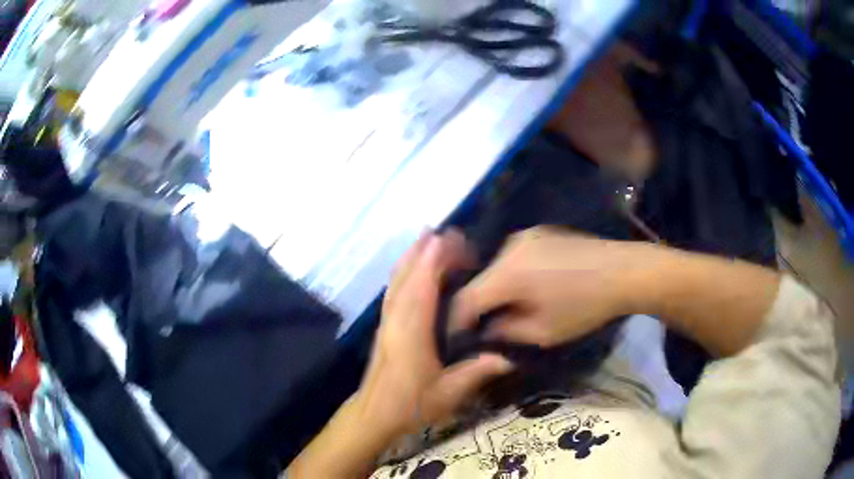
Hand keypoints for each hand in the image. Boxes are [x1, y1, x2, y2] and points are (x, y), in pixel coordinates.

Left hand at [357, 230, 513, 436]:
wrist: (374, 414)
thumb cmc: (410, 405)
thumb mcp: (448, 394)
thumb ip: (476, 373)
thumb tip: (508, 358)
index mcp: (411, 333)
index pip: (421, 289)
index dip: (431, 261)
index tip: (443, 238)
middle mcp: (395, 320)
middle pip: (407, 278)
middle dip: (422, 252)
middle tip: (443, 232)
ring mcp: (387, 322)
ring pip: (397, 282)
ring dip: (411, 258)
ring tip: (427, 239)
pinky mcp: (384, 327)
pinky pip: (394, 291)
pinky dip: (403, 273)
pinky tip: (412, 268)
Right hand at [451, 227, 652, 347]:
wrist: (625, 271)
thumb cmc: (585, 306)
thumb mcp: (543, 332)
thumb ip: (504, 333)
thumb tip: (485, 330)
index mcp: (506, 273)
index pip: (465, 300)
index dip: (456, 322)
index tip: (456, 340)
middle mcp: (508, 247)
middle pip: (478, 281)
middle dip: (476, 306)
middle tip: (480, 328)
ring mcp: (524, 236)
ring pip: (495, 268)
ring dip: (494, 290)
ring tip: (504, 309)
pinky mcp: (540, 232)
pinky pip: (513, 257)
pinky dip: (511, 276)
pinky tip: (526, 288)